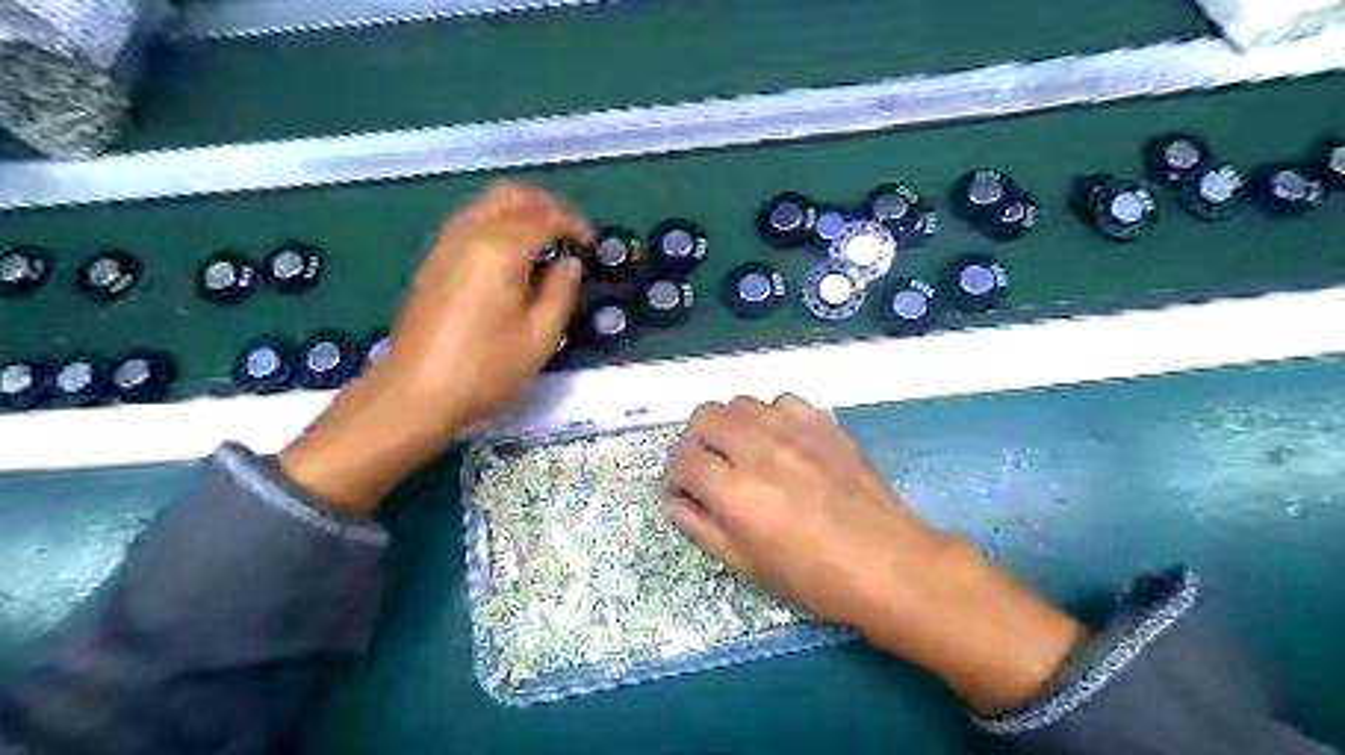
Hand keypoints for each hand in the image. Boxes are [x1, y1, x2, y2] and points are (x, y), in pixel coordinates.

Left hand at [279, 181, 592, 516]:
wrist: (416, 392)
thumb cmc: (486, 369)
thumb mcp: (540, 337)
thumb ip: (561, 292)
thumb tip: (569, 264)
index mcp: (499, 250)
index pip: (544, 218)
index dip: (573, 224)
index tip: (590, 242)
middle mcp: (469, 235)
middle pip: (510, 196)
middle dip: (545, 206)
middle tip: (568, 233)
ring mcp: (445, 245)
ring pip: (486, 204)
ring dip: (519, 211)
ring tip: (543, 241)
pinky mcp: (432, 261)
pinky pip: (469, 221)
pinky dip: (496, 222)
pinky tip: (510, 254)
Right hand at [666, 399, 1085, 715]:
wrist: (888, 563)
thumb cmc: (815, 578)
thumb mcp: (747, 565)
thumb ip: (702, 527)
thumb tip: (675, 501)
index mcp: (735, 492)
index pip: (683, 460)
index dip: (673, 474)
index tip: (681, 489)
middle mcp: (758, 449)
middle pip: (705, 417)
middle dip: (694, 441)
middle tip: (706, 466)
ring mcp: (794, 431)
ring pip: (740, 402)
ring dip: (729, 426)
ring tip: (741, 452)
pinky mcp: (823, 423)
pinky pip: (780, 401)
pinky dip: (768, 416)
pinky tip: (778, 440)